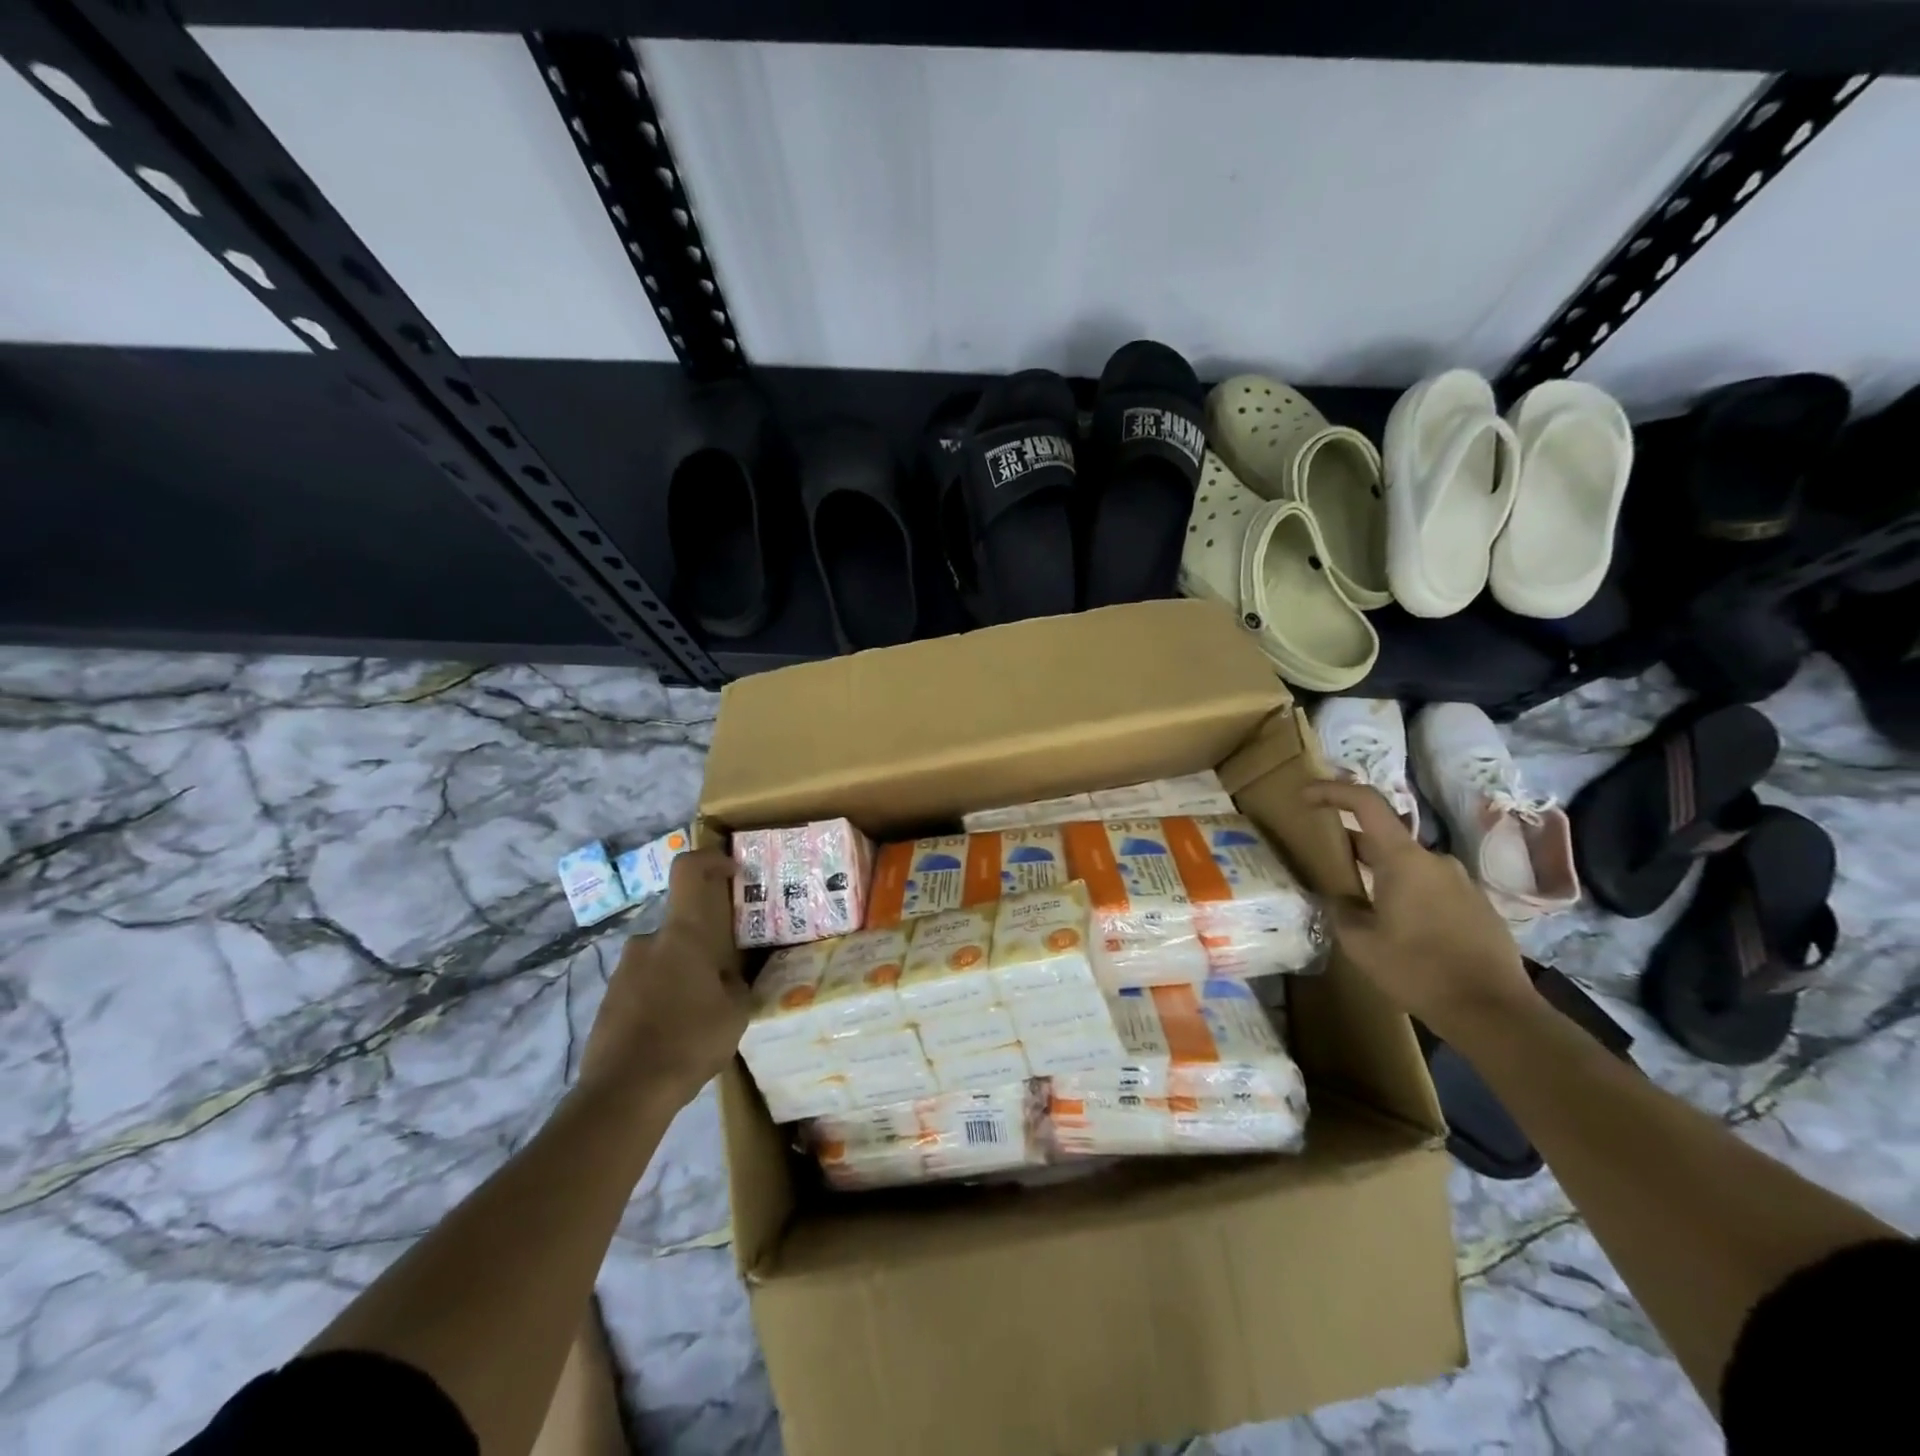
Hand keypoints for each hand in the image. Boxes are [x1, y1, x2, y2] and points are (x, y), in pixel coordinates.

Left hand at [578, 848, 748, 1110]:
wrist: (623, 1094)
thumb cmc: (688, 1041)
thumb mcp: (735, 1012)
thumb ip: (734, 984)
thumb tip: (725, 979)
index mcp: (682, 935)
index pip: (688, 871)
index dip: (710, 859)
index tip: (731, 870)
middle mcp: (648, 942)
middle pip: (680, 928)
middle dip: (702, 949)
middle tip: (723, 981)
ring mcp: (623, 972)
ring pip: (663, 960)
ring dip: (681, 977)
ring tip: (699, 1018)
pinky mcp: (607, 1001)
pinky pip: (644, 987)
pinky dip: (661, 1000)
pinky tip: (673, 1036)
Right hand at [1302, 779, 1532, 1039]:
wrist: (1494, 1012)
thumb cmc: (1418, 971)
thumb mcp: (1361, 943)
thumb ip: (1342, 909)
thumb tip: (1340, 896)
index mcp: (1404, 859)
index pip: (1366, 802)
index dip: (1332, 791)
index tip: (1305, 797)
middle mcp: (1435, 860)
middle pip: (1385, 837)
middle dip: (1352, 845)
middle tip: (1327, 865)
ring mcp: (1461, 882)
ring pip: (1408, 865)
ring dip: (1381, 874)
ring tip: (1362, 906)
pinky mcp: (1477, 906)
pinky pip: (1431, 887)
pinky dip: (1407, 894)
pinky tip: (1399, 929)